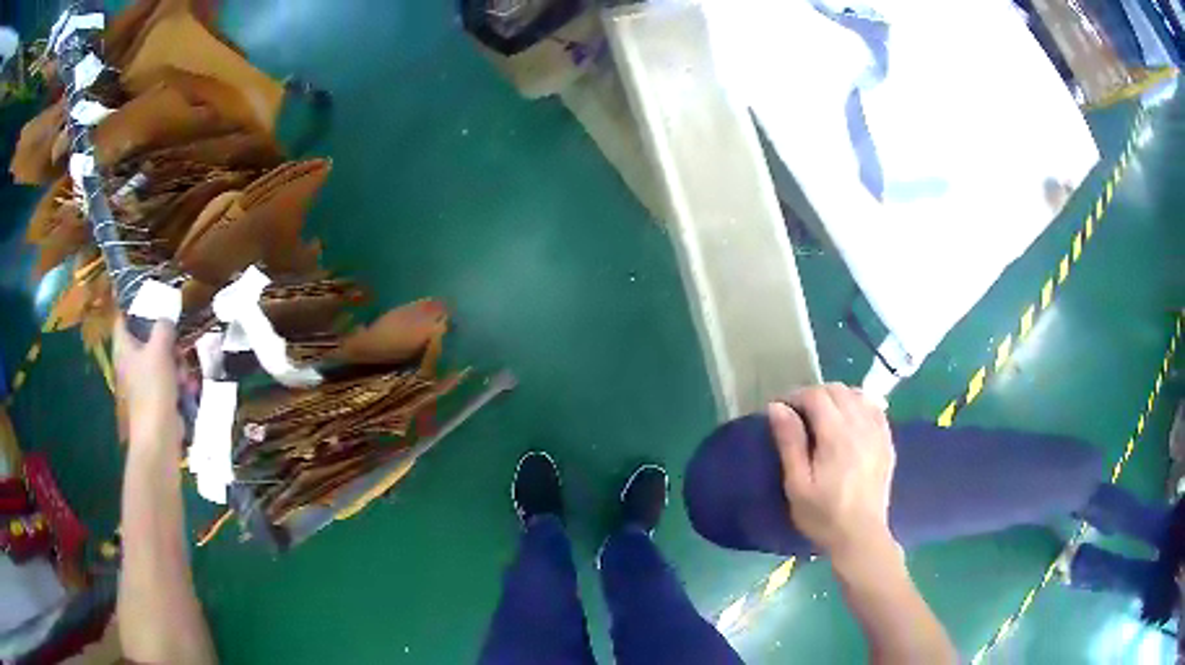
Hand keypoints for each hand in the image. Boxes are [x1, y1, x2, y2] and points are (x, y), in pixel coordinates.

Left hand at [113, 317, 181, 447]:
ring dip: (176, 361)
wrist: (159, 435)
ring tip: (183, 370)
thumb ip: (163, 327)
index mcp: (124, 347)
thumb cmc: (153, 388)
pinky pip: (168, 379)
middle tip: (176, 339)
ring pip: (161, 358)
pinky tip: (187, 387)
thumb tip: (166, 318)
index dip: (133, 306)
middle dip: (164, 338)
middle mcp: (130, 362)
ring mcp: (143, 381)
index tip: (151, 299)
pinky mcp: (157, 397)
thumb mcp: (160, 348)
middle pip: (146, 338)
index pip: (122, 318)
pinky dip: (178, 380)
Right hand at [769, 383, 895, 559]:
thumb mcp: (797, 484)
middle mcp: (860, 425)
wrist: (860, 536)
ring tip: (823, 416)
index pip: (816, 396)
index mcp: (836, 435)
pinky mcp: (887, 441)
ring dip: (837, 397)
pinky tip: (849, 420)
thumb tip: (777, 407)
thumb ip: (790, 442)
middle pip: (837, 390)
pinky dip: (859, 405)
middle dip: (815, 395)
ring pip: (857, 395)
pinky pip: (874, 408)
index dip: (796, 396)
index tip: (781, 410)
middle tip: (799, 414)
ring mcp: (878, 432)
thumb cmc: (823, 515)